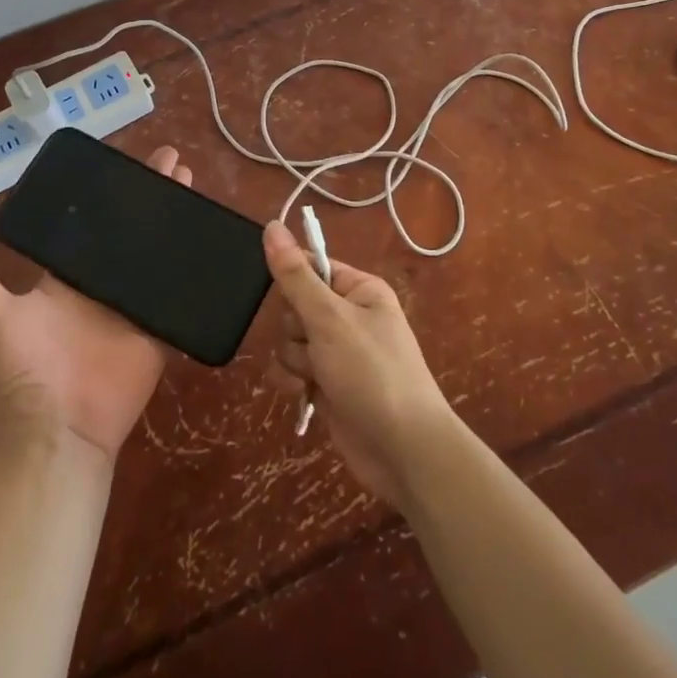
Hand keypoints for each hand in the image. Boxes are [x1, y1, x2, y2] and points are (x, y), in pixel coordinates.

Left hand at [0, 145, 190, 463]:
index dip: (113, 193)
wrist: (57, 432)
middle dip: (152, 196)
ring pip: (159, 252)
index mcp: (67, 276)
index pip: (94, 223)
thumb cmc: (21, 372)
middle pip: (132, 230)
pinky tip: (213, 237)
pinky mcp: (158, 328)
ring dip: (176, 220)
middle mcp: (102, 284)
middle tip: (174, 162)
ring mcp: (133, 305)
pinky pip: (180, 291)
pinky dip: (194, 265)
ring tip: (192, 185)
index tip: (128, 161)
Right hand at [262, 220, 459, 505]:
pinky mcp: (328, 384)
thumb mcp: (330, 319)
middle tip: (316, 345)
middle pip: (295, 306)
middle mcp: (349, 316)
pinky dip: (294, 382)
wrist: (404, 452)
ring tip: (317, 377)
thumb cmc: (372, 374)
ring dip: (295, 360)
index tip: (285, 297)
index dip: (293, 280)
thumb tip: (272, 225)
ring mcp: (338, 353)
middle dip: (296, 329)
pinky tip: (304, 396)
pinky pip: (294, 370)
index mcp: (359, 289)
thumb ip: (295, 275)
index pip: (311, 266)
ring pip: (290, 340)